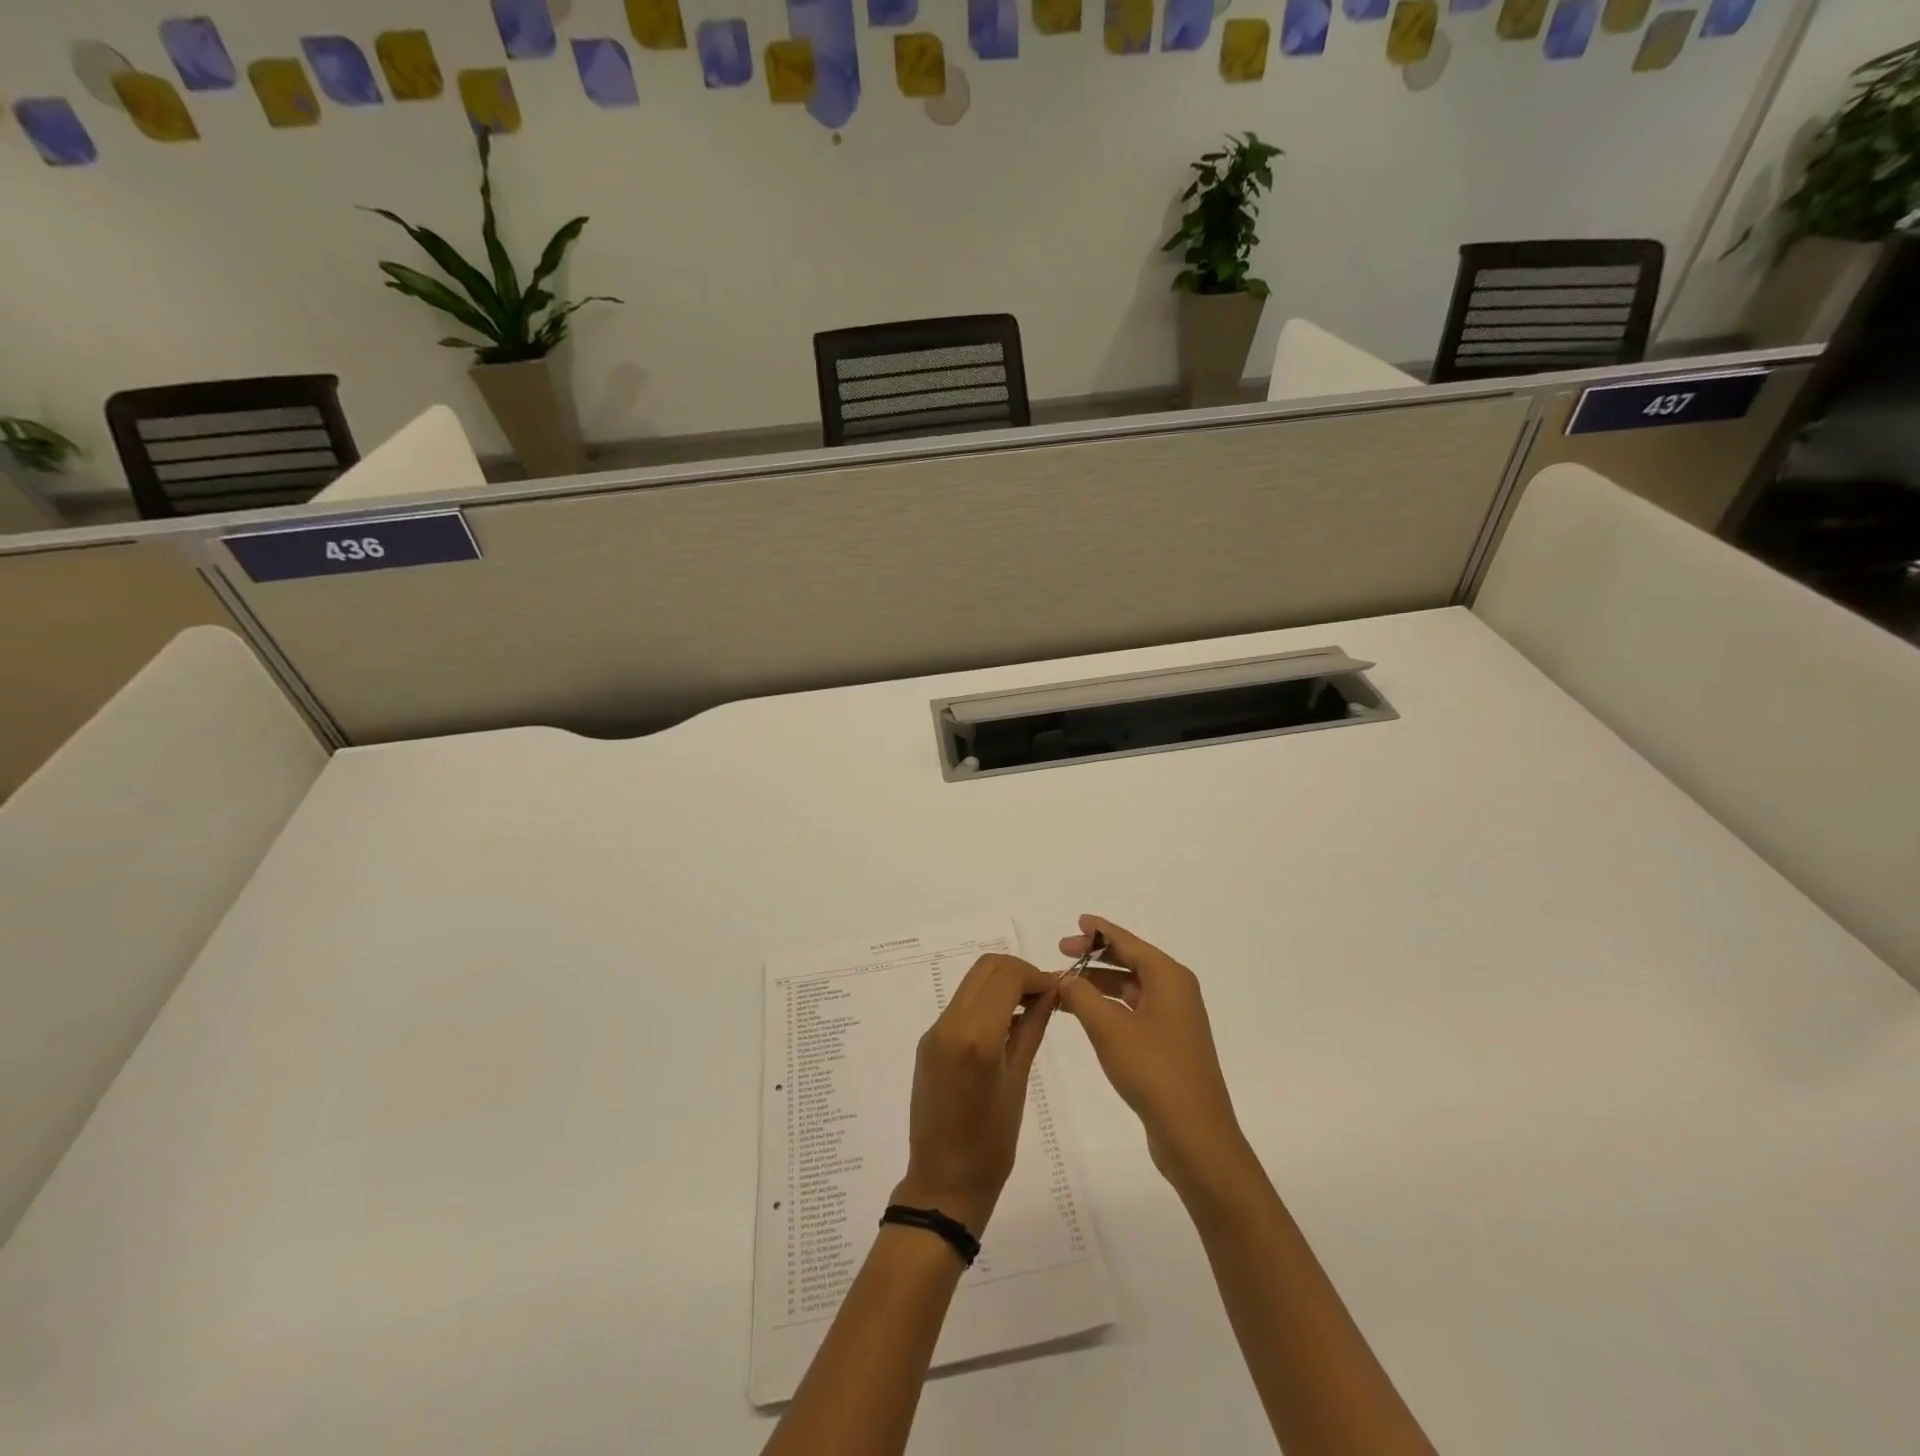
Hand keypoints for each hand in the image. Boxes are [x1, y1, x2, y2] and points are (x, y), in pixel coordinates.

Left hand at [893, 954, 1057, 1236]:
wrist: (943, 1182)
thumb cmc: (991, 1144)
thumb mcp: (1018, 1081)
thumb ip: (1032, 1028)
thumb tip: (1049, 992)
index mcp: (975, 1036)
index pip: (1006, 975)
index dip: (1035, 975)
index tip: (1056, 990)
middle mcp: (949, 1024)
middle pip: (986, 968)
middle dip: (1018, 972)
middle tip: (1044, 995)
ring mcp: (934, 1031)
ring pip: (972, 982)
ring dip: (1001, 984)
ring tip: (1029, 1009)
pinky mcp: (928, 1041)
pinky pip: (960, 1005)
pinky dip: (986, 1001)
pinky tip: (1005, 1026)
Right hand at [1054, 915, 1253, 1199]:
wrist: (1194, 1134)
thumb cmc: (1153, 1071)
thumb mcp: (1109, 1029)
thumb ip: (1082, 996)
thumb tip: (1065, 977)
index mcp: (1169, 977)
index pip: (1129, 942)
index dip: (1100, 931)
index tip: (1076, 922)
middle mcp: (1176, 991)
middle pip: (1131, 961)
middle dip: (1095, 957)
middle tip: (1061, 953)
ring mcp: (1174, 1019)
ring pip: (1130, 988)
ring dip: (1098, 984)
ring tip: (1064, 986)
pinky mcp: (1169, 1044)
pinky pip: (1133, 1011)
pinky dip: (1108, 1006)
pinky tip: (1084, 1014)